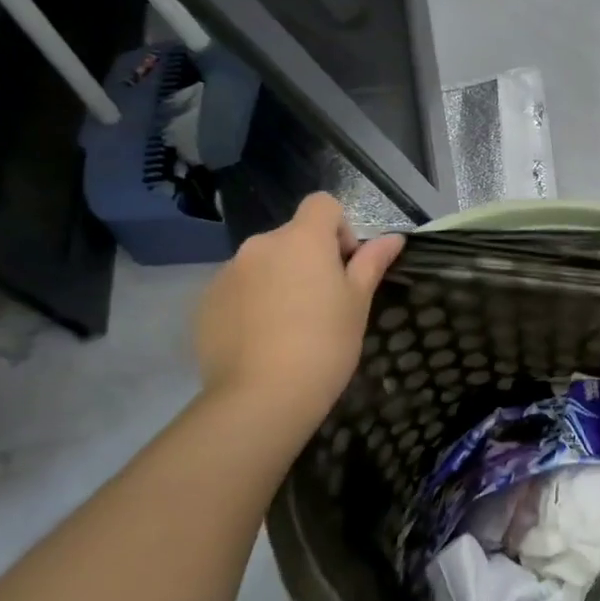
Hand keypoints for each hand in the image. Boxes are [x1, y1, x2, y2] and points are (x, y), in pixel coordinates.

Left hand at [195, 193, 403, 418]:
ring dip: (278, 281)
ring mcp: (227, 273)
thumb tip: (394, 238)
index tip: (345, 266)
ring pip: (262, 265)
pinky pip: (237, 290)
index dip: (339, 229)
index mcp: (302, 239)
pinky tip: (262, 341)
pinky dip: (251, 304)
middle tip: (322, 305)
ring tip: (288, 328)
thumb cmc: (325, 343)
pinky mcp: (205, 303)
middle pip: (291, 237)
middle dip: (308, 260)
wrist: (263, 396)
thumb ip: (372, 263)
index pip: (322, 204)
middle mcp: (260, 245)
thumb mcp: (358, 302)